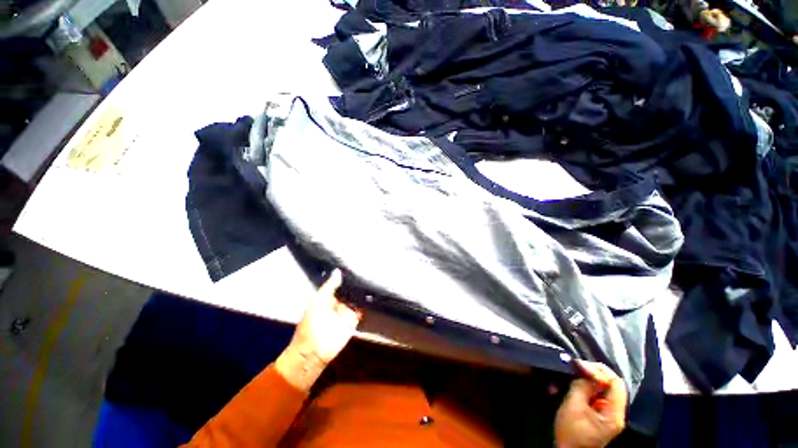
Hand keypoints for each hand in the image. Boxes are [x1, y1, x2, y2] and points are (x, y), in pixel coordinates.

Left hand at [275, 269, 361, 390]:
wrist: (314, 350)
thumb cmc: (311, 323)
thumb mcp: (318, 300)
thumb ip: (329, 286)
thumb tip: (338, 271)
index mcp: (328, 297)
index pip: (339, 283)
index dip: (346, 276)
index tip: (355, 264)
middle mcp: (339, 302)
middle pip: (350, 290)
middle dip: (356, 282)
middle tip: (367, 268)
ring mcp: (347, 311)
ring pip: (357, 298)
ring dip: (362, 291)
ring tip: (372, 276)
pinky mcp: (354, 319)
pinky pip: (362, 308)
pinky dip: (366, 302)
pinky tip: (373, 291)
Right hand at [554, 360, 627, 447]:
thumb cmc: (571, 431)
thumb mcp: (573, 406)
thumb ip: (581, 387)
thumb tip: (584, 370)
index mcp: (614, 414)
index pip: (616, 384)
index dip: (598, 370)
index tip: (579, 365)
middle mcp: (617, 413)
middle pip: (613, 385)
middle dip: (595, 372)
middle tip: (578, 366)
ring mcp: (610, 414)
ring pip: (606, 388)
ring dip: (591, 378)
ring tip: (576, 372)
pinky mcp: (602, 415)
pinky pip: (600, 394)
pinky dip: (589, 386)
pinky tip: (578, 383)